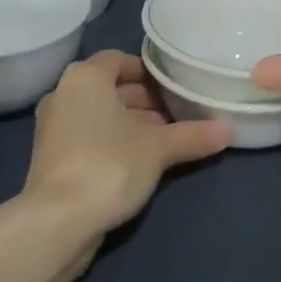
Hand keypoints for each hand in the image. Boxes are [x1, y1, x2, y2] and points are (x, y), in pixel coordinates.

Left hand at [25, 49, 230, 233]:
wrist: (57, 222)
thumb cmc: (108, 165)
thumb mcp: (158, 149)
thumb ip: (192, 135)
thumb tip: (228, 130)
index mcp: (85, 77)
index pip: (120, 59)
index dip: (149, 71)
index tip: (175, 86)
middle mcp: (64, 94)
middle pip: (111, 87)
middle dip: (145, 100)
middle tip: (178, 114)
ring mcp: (54, 127)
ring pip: (100, 114)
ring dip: (131, 122)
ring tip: (167, 138)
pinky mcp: (52, 157)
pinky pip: (89, 135)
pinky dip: (113, 140)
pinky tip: (142, 160)